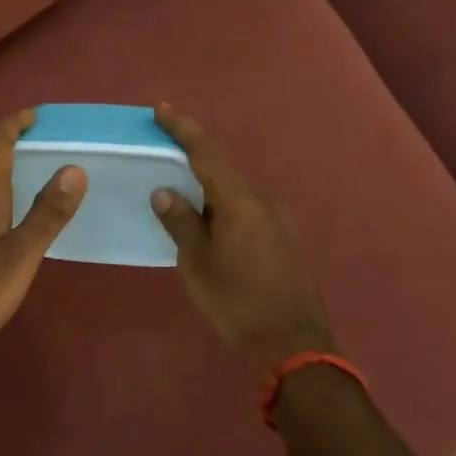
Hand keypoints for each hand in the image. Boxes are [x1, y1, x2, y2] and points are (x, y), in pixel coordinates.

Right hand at [150, 105, 335, 377]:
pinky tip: (211, 223)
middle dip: (193, 156)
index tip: (161, 110)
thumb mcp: (197, 264)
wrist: (294, 346)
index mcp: (240, 201)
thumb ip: (181, 222)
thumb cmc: (237, 303)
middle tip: (165, 150)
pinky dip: (224, 207)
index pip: (206, 153)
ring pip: (236, 191)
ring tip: (182, 192)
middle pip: (224, 168)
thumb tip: (165, 191)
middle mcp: (264, 201)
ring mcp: (280, 220)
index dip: (183, 129)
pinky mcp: (285, 239)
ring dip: (209, 186)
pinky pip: (248, 210)